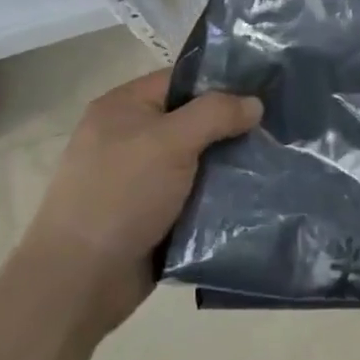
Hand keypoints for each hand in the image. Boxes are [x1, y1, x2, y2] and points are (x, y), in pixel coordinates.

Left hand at [22, 70, 261, 327]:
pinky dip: (220, 194)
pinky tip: (256, 194)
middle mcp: (131, 136)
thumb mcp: (170, 141)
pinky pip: (196, 193)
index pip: (182, 79)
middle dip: (233, 125)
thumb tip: (255, 103)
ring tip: (276, 160)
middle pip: (194, 119)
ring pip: (199, 159)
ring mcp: (142, 177)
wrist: (80, 280)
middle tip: (279, 127)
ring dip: (231, 163)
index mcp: (124, 107)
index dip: (223, 81)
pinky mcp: (153, 213)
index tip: (266, 89)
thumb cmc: (121, 195)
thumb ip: (216, 113)